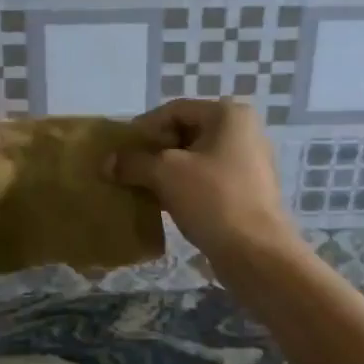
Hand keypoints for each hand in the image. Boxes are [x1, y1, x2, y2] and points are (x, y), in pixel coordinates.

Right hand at [104, 99, 297, 260]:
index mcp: (229, 115)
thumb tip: (107, 163)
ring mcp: (248, 163)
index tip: (121, 150)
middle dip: (154, 151)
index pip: (175, 110)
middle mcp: (243, 132)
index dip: (144, 128)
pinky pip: (207, 180)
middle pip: (186, 132)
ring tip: (141, 188)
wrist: (256, 253)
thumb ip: (134, 163)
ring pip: (196, 159)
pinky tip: (164, 204)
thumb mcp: (166, 174)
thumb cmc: (213, 199)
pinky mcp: (247, 191)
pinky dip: (184, 187)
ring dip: (167, 171)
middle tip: (129, 169)